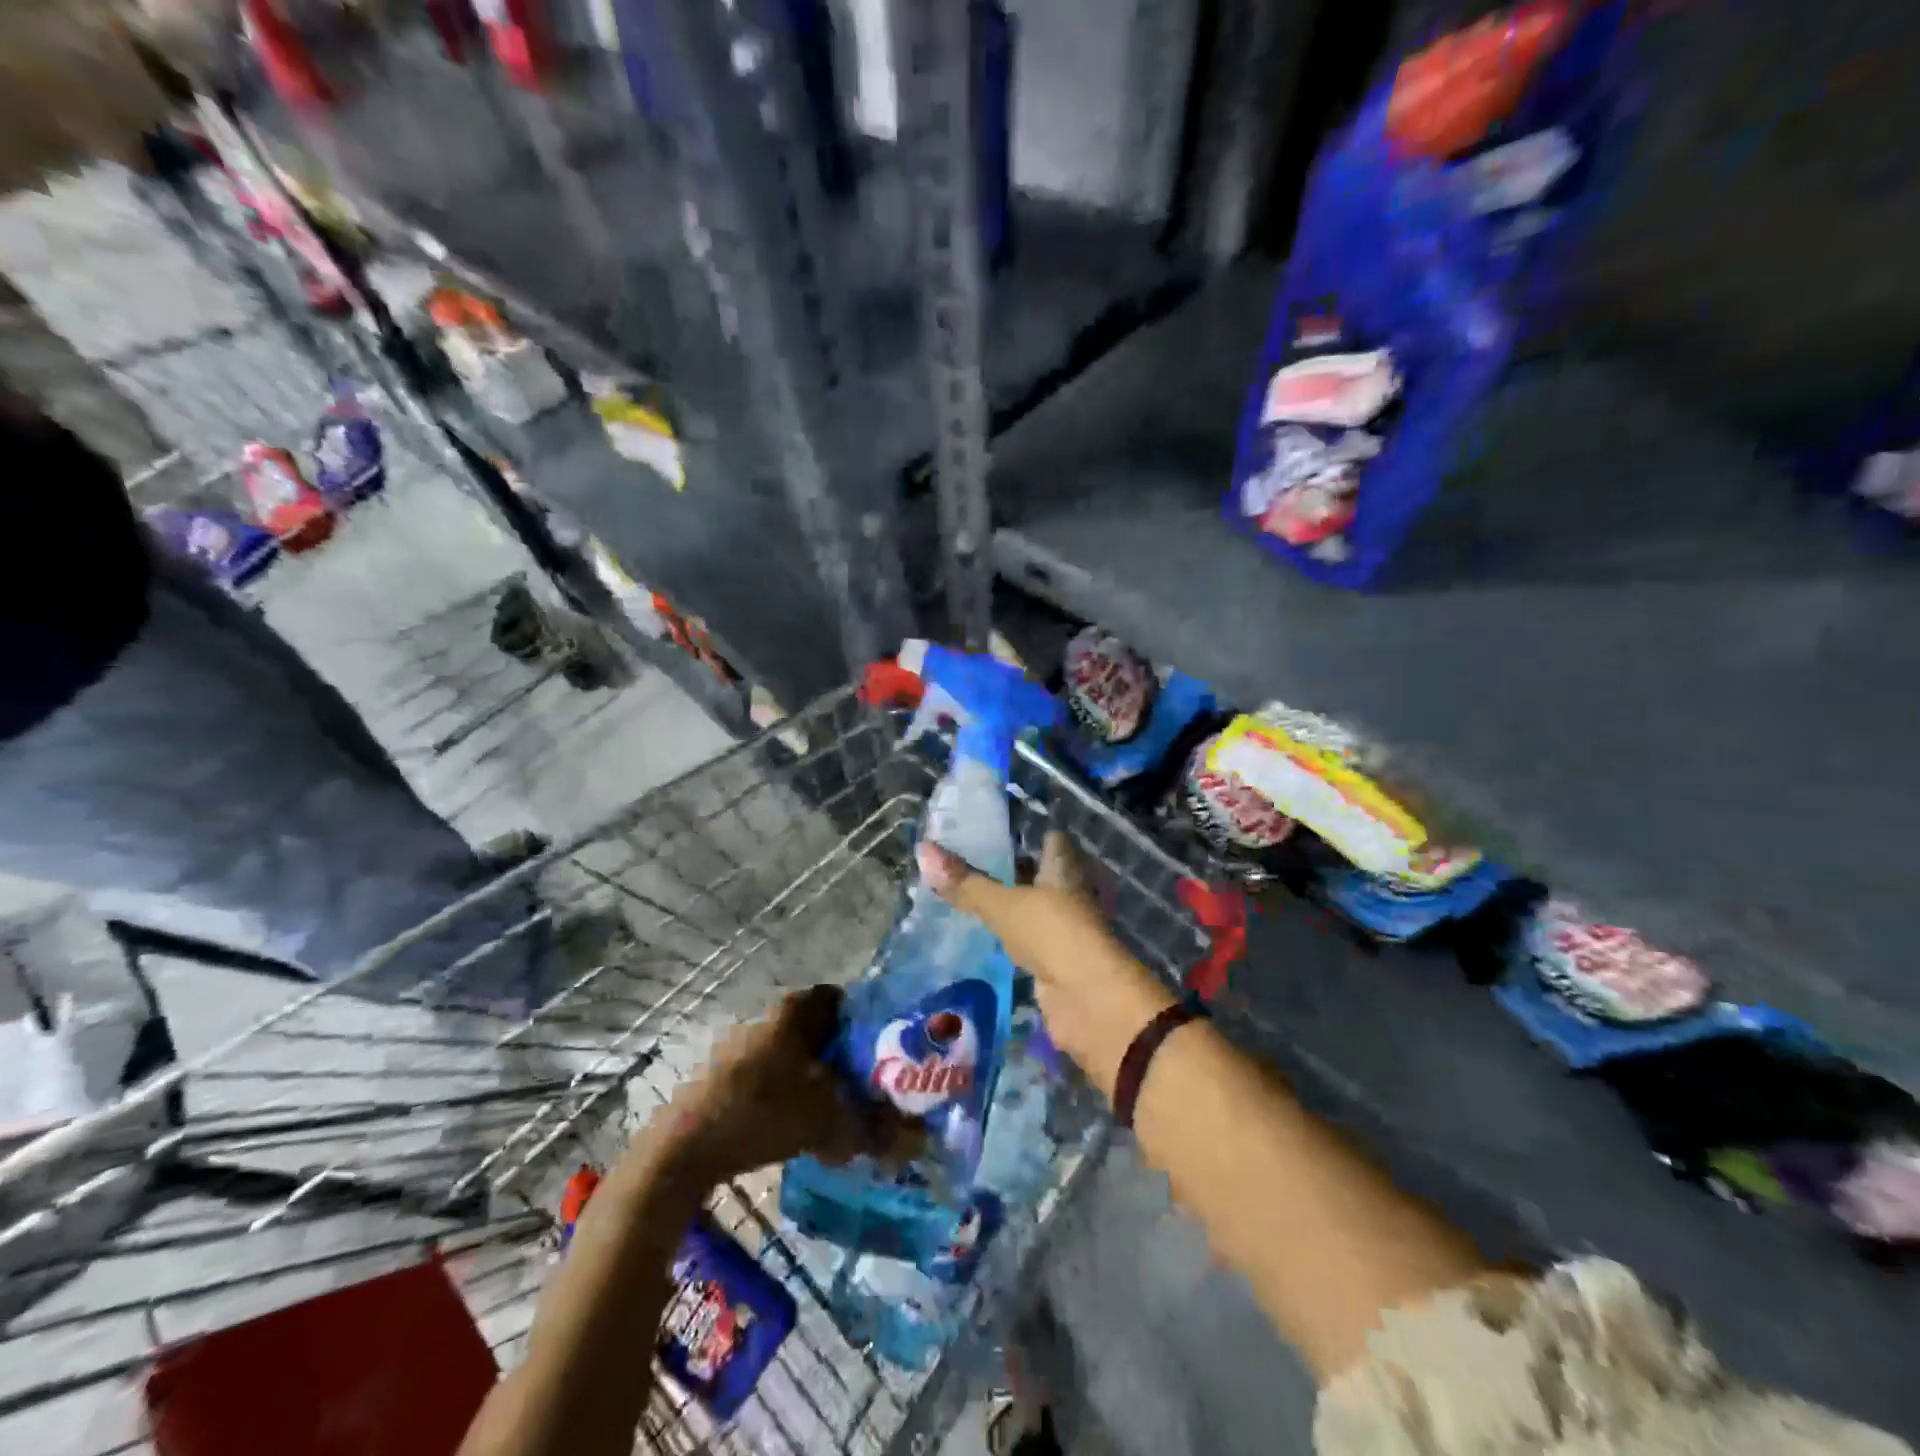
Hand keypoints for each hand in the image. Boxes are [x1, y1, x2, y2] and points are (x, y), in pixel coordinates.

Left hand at [662, 984, 921, 1183]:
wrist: (683, 1149)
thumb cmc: (762, 1115)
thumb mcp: (826, 1121)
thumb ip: (872, 1126)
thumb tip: (917, 1139)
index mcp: (793, 1012)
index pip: (839, 999)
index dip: (865, 1020)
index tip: (883, 1048)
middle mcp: (769, 1019)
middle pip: (818, 1029)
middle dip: (843, 1056)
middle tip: (866, 1086)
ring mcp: (742, 1046)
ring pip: (794, 1056)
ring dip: (816, 1080)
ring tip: (836, 1114)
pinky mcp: (724, 1076)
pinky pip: (770, 1076)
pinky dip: (789, 1095)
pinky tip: (799, 1128)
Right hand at [917, 833, 1175, 1096]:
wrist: (1088, 1000)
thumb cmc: (1052, 933)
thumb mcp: (1003, 904)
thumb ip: (967, 884)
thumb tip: (924, 849)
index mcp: (1064, 869)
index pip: (1051, 840)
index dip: (1028, 834)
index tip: (995, 829)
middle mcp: (1070, 894)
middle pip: (1042, 875)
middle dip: (1014, 870)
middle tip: (971, 863)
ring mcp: (1067, 930)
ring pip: (1036, 909)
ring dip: (1013, 906)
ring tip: (972, 897)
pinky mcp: (1059, 962)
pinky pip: (1031, 942)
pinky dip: (1014, 939)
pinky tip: (988, 937)